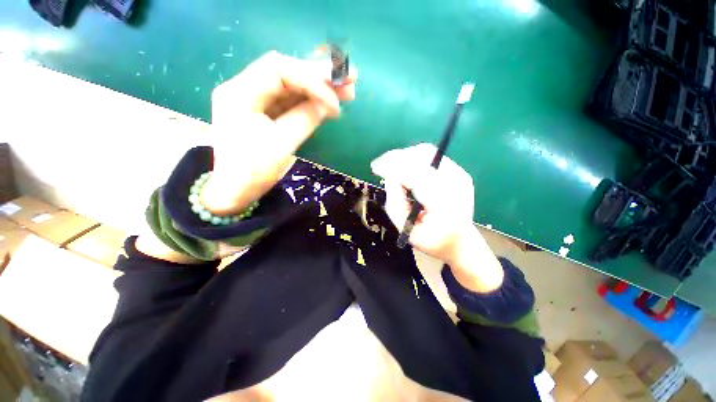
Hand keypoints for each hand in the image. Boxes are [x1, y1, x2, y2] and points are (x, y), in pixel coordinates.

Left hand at [201, 51, 357, 214]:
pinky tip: (331, 102)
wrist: (235, 191)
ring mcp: (255, 99)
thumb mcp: (282, 145)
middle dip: (319, 75)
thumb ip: (305, 118)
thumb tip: (330, 103)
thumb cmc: (253, 172)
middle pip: (286, 72)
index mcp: (240, 94)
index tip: (335, 100)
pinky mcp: (265, 111)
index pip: (278, 70)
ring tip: (347, 90)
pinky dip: (312, 100)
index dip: (311, 79)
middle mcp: (244, 88)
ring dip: (319, 86)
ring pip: (291, 85)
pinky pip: (290, 100)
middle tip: (350, 78)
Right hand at [371, 144, 502, 291]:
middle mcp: (456, 185)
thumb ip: (395, 206)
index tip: (375, 168)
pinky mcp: (458, 171)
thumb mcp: (407, 231)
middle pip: (422, 158)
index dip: (393, 168)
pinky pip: (431, 156)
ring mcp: (460, 175)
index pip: (416, 176)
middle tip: (380, 166)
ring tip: (392, 169)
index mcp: (444, 205)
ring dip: (404, 157)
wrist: (460, 240)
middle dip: (396, 159)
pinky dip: (414, 159)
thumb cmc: (432, 240)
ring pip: (426, 152)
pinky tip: (406, 170)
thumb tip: (390, 178)